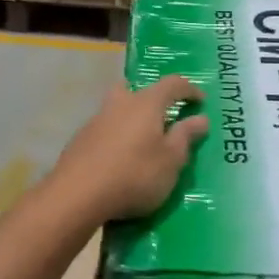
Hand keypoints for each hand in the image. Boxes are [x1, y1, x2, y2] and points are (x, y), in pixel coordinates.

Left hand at [45, 75, 208, 225]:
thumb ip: (185, 137)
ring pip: (118, 108)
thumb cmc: (134, 175)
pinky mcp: (80, 140)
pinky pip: (105, 129)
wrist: (77, 194)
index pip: (172, 84)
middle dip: (152, 98)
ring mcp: (96, 120)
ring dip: (132, 118)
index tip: (200, 101)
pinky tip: (119, 158)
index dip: (189, 90)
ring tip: (143, 141)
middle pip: (137, 90)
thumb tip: (200, 118)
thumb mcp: (171, 161)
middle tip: (163, 116)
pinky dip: (117, 136)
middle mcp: (120, 103)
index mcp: (146, 103)